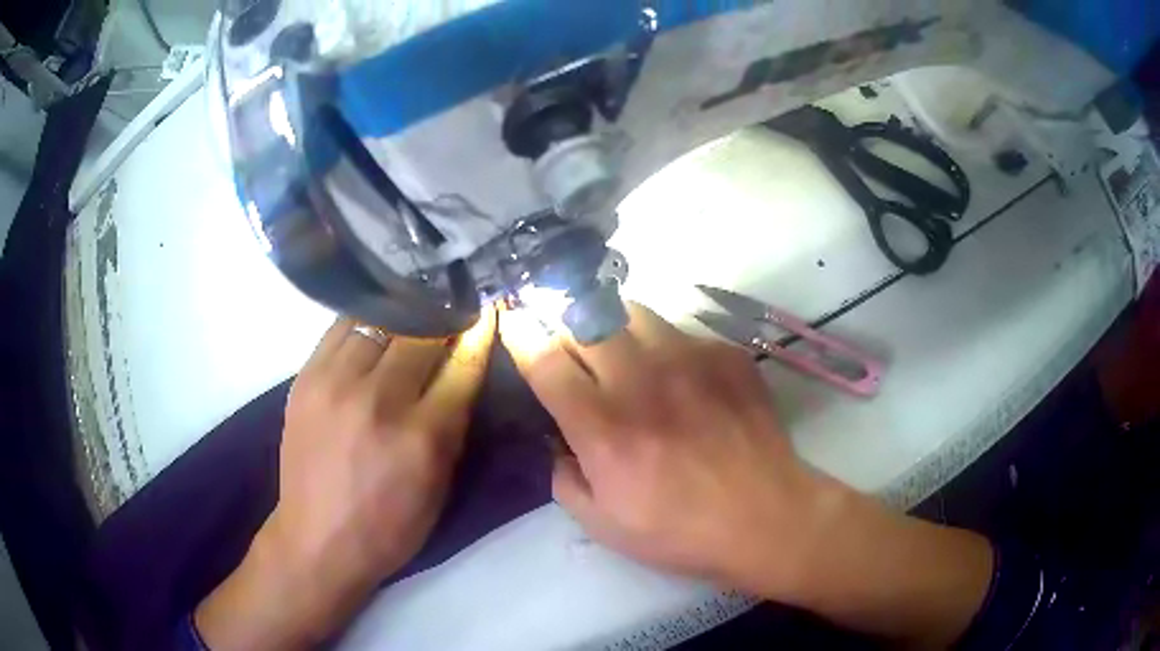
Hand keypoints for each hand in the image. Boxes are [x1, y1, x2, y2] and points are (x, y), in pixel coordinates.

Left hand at [196, 310, 495, 649]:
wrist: (317, 539)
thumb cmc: (389, 526)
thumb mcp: (439, 485)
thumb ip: (454, 424)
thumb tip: (462, 369)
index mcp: (421, 436)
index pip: (461, 364)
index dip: (478, 332)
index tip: (486, 311)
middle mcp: (377, 400)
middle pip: (420, 332)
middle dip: (443, 317)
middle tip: (451, 309)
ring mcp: (334, 383)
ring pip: (378, 320)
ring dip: (403, 315)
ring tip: (413, 313)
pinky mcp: (305, 377)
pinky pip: (340, 328)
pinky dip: (364, 321)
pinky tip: (374, 324)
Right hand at [500, 304, 991, 647]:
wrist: (766, 517)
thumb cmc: (680, 531)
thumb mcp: (603, 525)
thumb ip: (564, 478)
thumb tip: (557, 441)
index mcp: (603, 428)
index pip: (545, 360)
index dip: (522, 332)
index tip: (514, 317)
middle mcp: (641, 381)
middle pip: (585, 318)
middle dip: (561, 312)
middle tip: (558, 320)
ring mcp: (689, 360)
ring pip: (632, 310)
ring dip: (611, 320)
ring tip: (615, 341)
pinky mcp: (727, 355)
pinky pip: (680, 329)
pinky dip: (663, 342)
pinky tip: (675, 371)